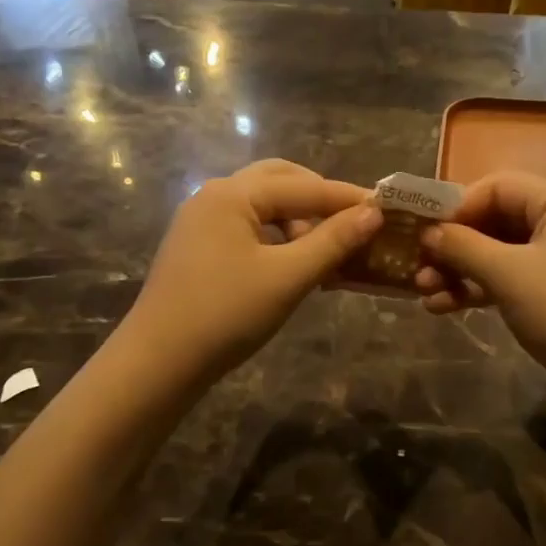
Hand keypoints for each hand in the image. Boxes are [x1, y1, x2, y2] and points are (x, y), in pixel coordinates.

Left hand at [121, 159, 381, 385]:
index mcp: (232, 194)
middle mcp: (214, 196)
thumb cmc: (226, 315)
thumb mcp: (287, 277)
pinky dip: (277, 236)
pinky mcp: (197, 247)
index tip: (387, 207)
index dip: (347, 198)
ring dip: (298, 218)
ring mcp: (201, 221)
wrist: (158, 363)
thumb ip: (332, 241)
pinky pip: (248, 226)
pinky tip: (294, 263)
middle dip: (319, 198)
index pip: (304, 186)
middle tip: (354, 221)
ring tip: (326, 251)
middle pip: (279, 181)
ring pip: (262, 204)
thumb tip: (373, 213)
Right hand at [414, 171, 545, 384]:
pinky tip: (445, 307)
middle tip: (417, 270)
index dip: (457, 207)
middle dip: (455, 245)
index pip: (498, 186)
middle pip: (498, 219)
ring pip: (502, 253)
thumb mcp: (507, 274)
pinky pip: (514, 278)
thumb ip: (462, 246)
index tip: (422, 234)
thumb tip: (428, 233)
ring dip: (462, 271)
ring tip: (424, 295)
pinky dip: (482, 289)